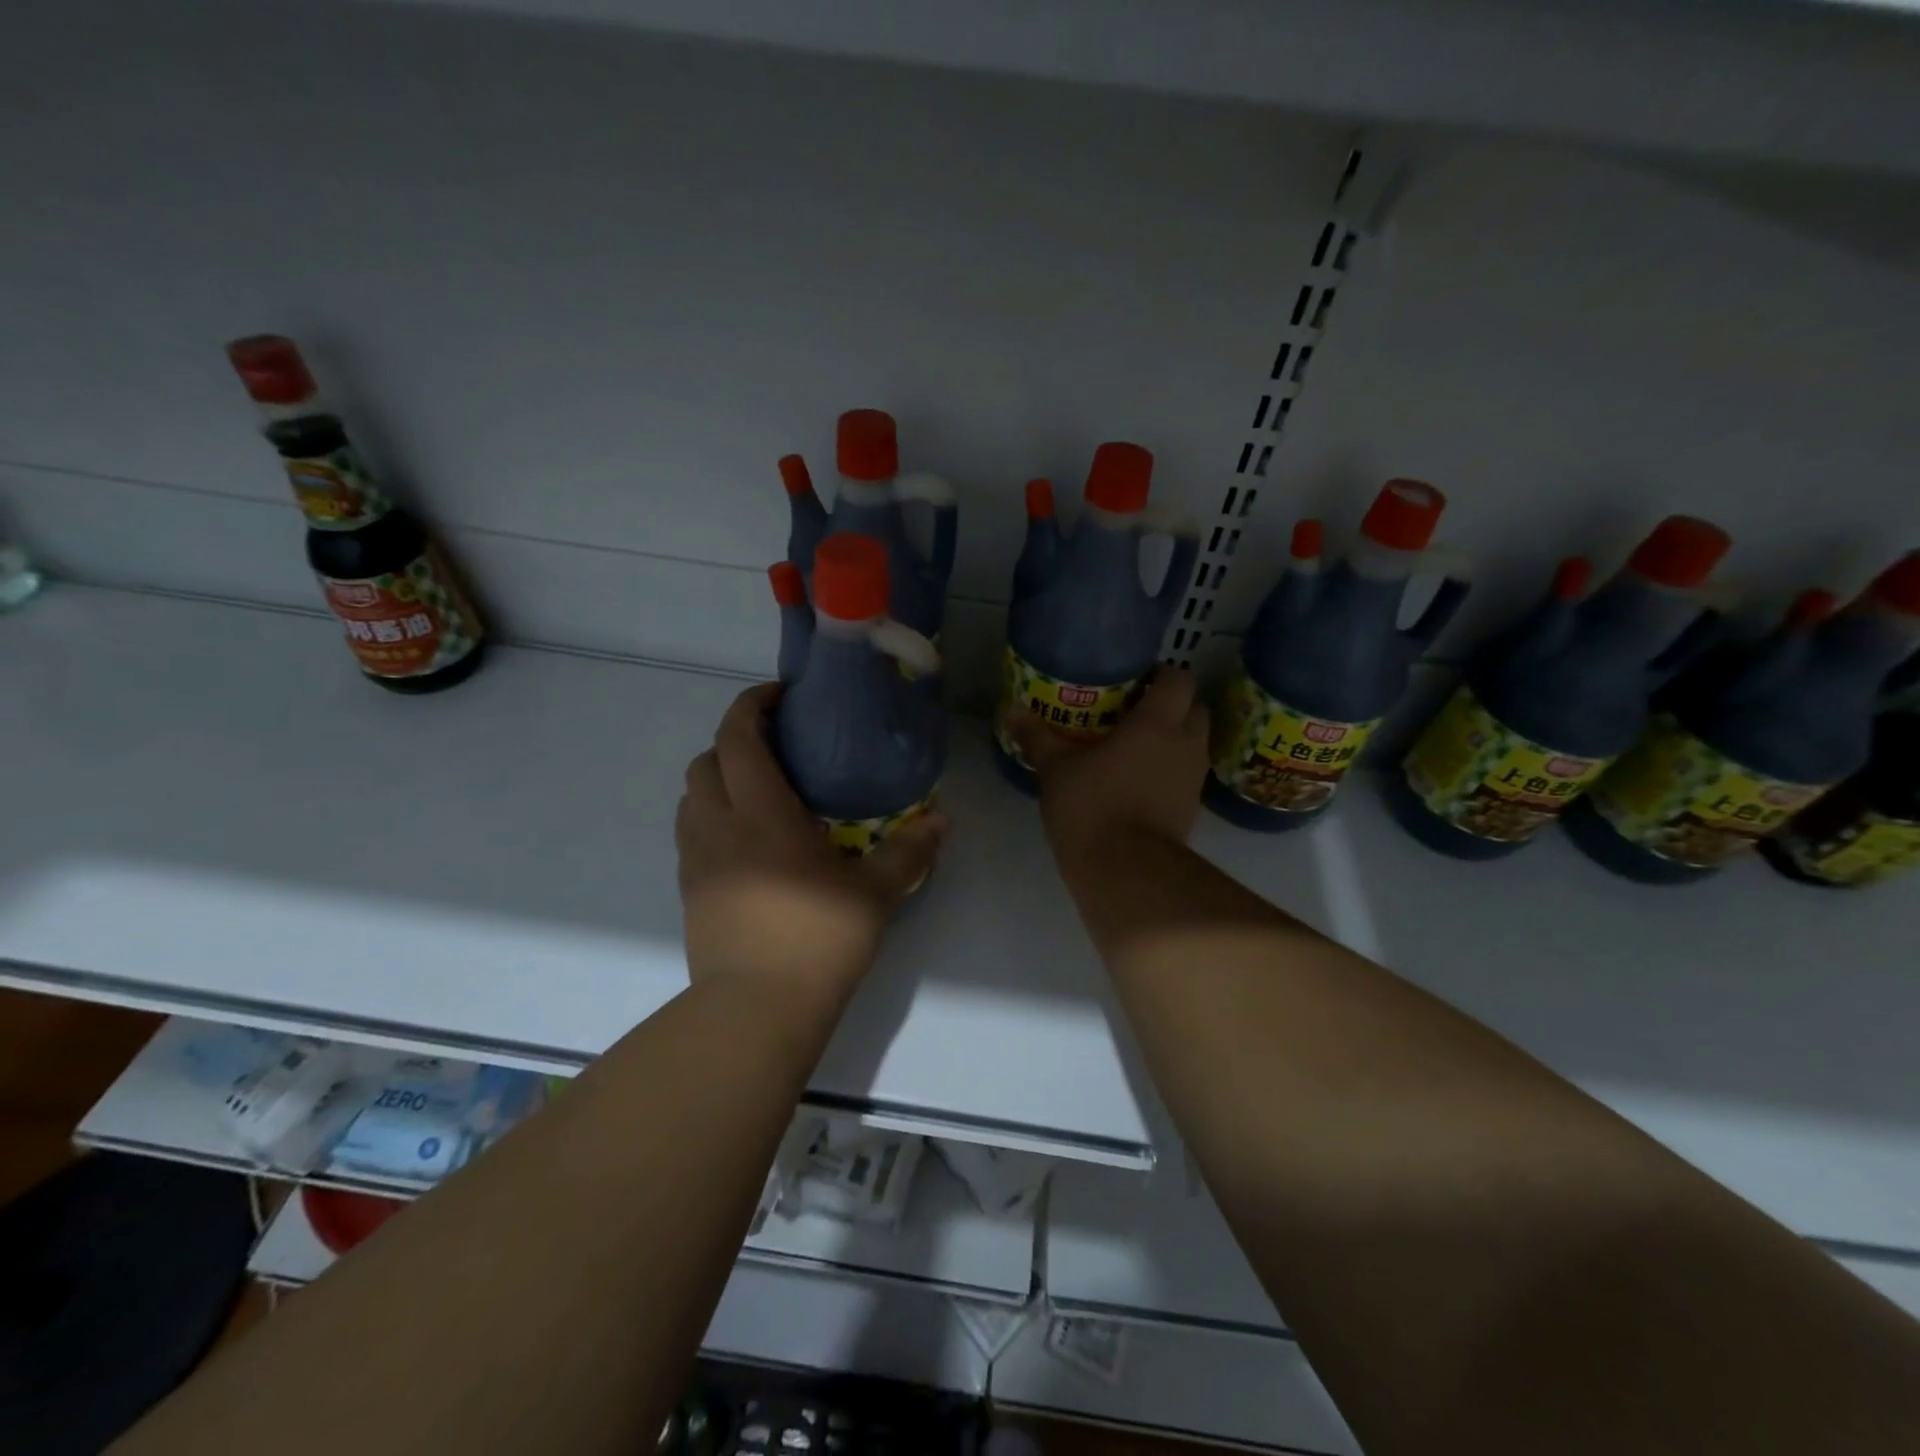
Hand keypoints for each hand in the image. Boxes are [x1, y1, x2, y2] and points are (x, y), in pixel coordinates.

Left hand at [676, 684, 947, 1010]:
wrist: (757, 1009)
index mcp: (762, 813)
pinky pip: (690, 832)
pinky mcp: (689, 890)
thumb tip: (942, 820)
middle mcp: (719, 825)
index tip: (779, 697)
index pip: (739, 737)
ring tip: (758, 790)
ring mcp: (697, 859)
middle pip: (707, 760)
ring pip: (691, 796)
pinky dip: (711, 815)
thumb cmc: (818, 939)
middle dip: (735, 740)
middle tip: (776, 747)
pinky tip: (746, 839)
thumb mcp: (875, 892)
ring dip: (718, 778)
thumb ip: (909, 850)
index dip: (751, 706)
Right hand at [1008, 668, 1209, 856]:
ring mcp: (1194, 779)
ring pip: (1194, 744)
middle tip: (1136, 711)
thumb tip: (1012, 710)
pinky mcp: (1192, 809)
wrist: (1127, 871)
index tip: (1136, 679)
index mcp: (1158, 723)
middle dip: (1173, 705)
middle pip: (1196, 708)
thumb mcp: (1056, 769)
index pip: (1179, 679)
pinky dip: (1170, 771)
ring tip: (1136, 746)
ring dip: (1174, 739)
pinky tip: (1139, 781)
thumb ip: (1037, 737)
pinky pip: (1186, 776)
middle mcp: (1186, 744)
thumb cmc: (1093, 807)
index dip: (1162, 673)